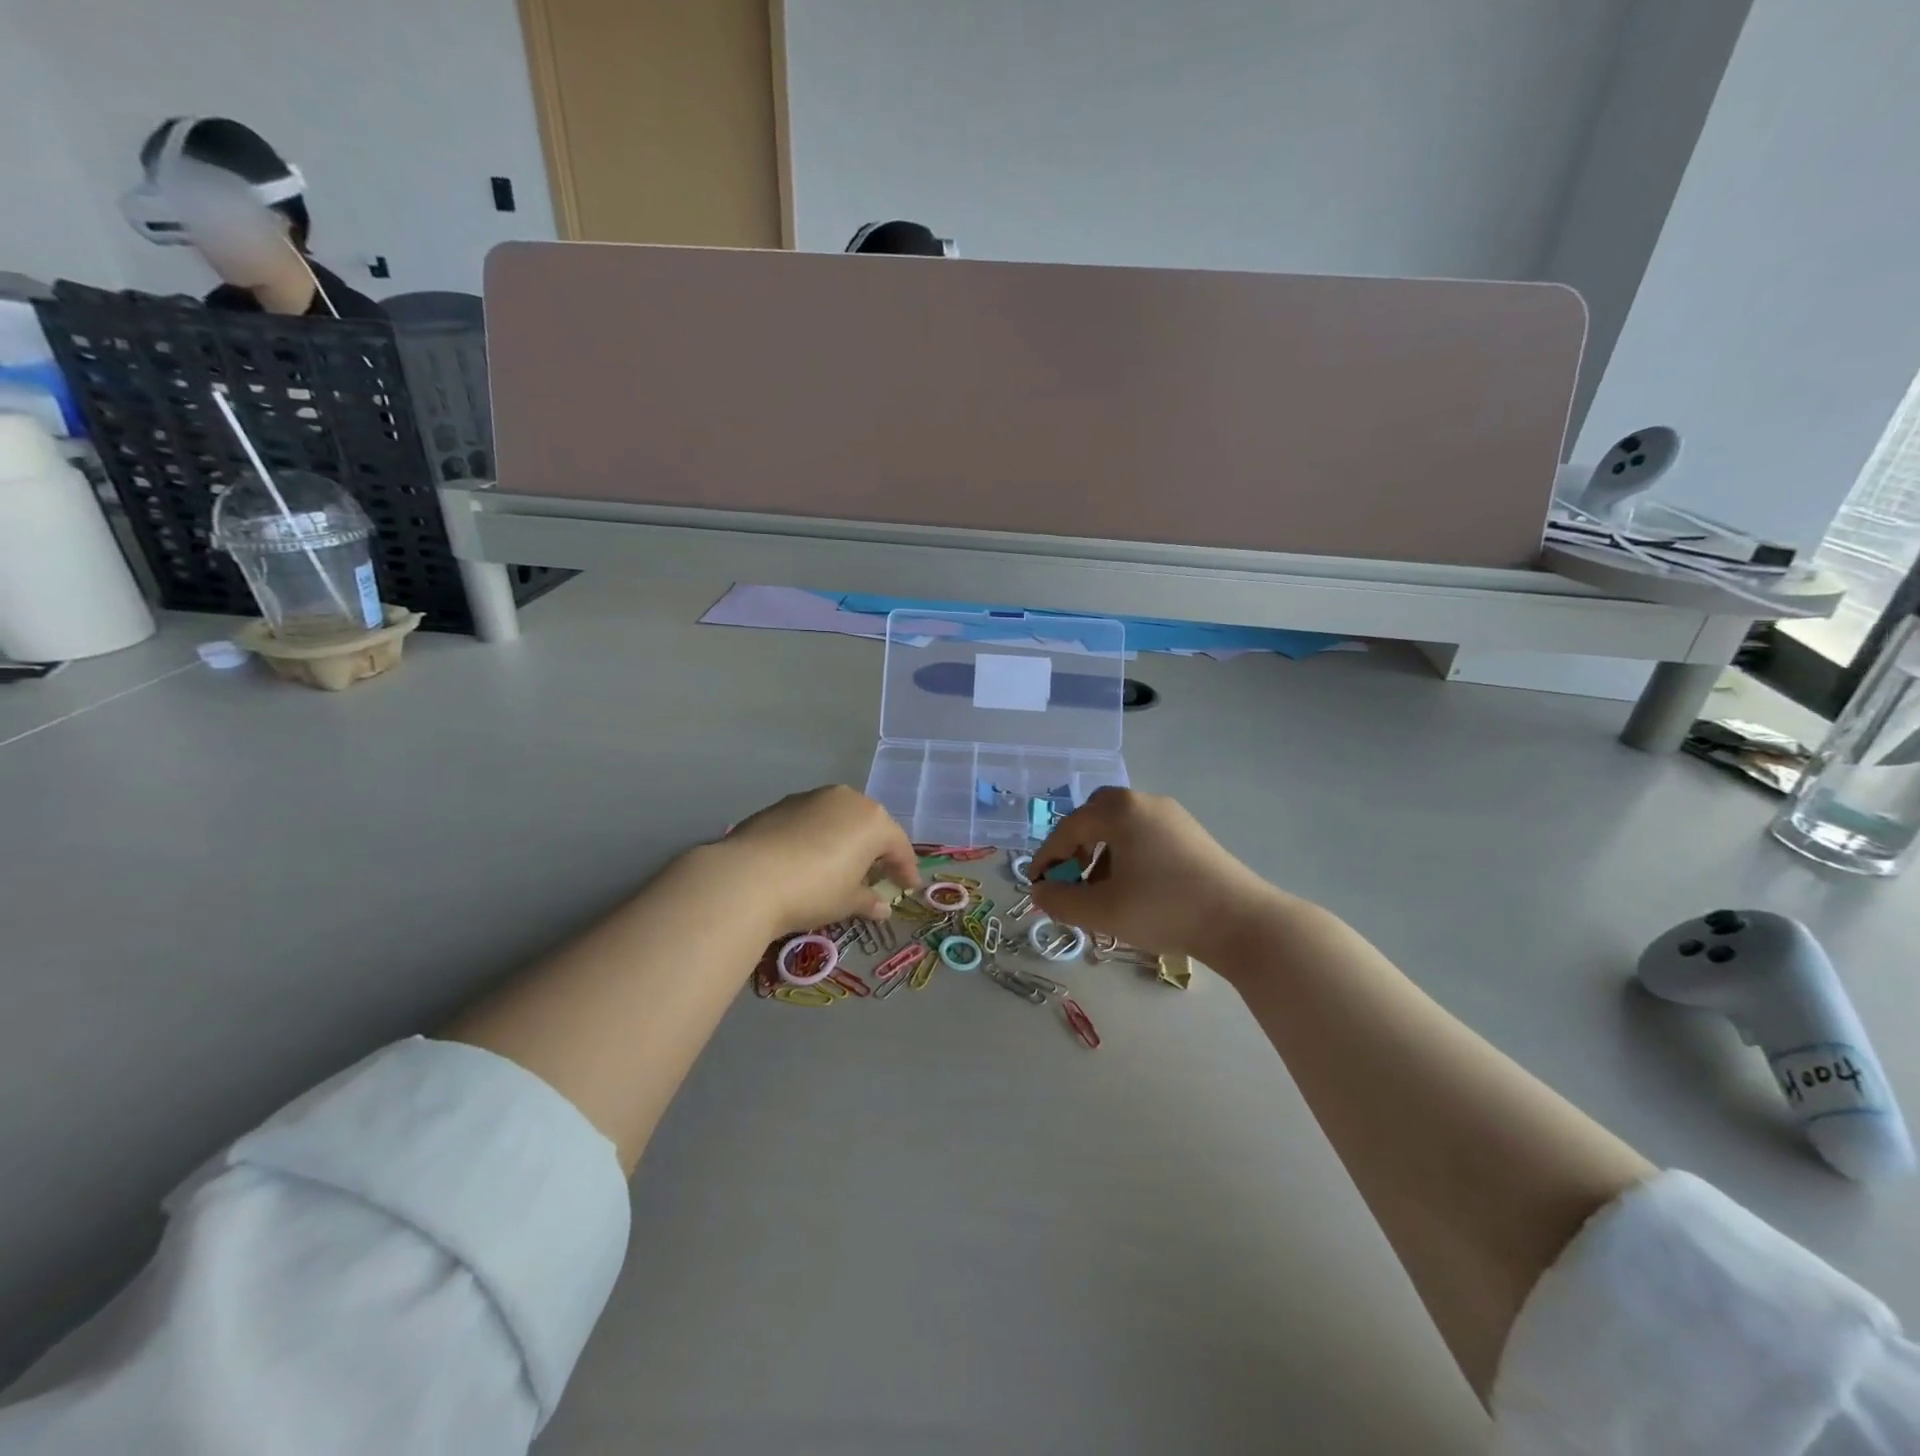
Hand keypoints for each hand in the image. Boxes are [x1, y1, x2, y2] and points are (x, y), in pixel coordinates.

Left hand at [716, 785, 921, 934]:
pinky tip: (808, 859)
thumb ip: (868, 900)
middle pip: (870, 825)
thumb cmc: (813, 891)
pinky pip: (811, 820)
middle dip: (876, 850)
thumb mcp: (846, 902)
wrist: (747, 878)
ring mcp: (811, 798)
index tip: (908, 887)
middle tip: (877, 876)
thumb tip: (881, 906)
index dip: (906, 869)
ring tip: (841, 867)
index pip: (898, 845)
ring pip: (839, 818)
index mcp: (872, 820)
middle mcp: (846, 799)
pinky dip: (817, 837)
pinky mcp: (781, 804)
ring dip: (845, 840)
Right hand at [1029, 787, 1287, 959]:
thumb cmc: (1164, 909)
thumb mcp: (1103, 911)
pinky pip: (1144, 834)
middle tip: (1070, 876)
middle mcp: (1144, 802)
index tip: (1036, 883)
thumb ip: (1061, 901)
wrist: (1241, 922)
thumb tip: (1041, 891)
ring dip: (1101, 852)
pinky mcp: (1191, 834)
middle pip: (1096, 815)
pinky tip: (1133, 887)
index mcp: (1120, 811)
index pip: (1069, 828)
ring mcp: (1172, 816)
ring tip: (1101, 890)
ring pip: (1121, 826)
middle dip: (1076, 845)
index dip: (1047, 856)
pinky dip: (1126, 854)